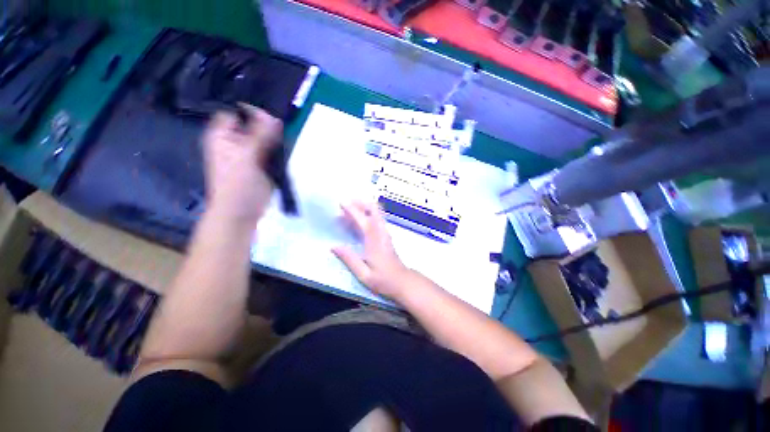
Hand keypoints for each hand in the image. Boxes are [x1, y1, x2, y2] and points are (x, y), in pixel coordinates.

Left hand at [202, 105, 282, 225]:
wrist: (242, 212)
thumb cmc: (237, 185)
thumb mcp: (246, 157)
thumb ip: (260, 136)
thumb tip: (274, 117)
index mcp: (223, 136)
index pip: (236, 113)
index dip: (251, 111)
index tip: (271, 116)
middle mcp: (235, 141)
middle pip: (253, 124)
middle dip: (267, 124)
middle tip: (281, 127)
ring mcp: (250, 152)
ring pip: (264, 137)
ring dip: (275, 137)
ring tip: (285, 137)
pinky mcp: (262, 163)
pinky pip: (271, 150)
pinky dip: (279, 148)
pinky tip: (286, 146)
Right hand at [332, 201, 413, 299]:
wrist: (402, 281)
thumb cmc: (383, 280)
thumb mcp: (364, 274)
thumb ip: (350, 259)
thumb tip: (334, 246)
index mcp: (375, 241)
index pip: (363, 220)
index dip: (353, 210)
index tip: (341, 203)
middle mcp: (381, 233)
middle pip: (374, 210)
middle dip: (361, 203)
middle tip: (346, 203)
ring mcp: (385, 233)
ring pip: (377, 213)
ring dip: (364, 207)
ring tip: (350, 209)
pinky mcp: (386, 236)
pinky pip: (377, 219)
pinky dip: (368, 214)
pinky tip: (359, 219)